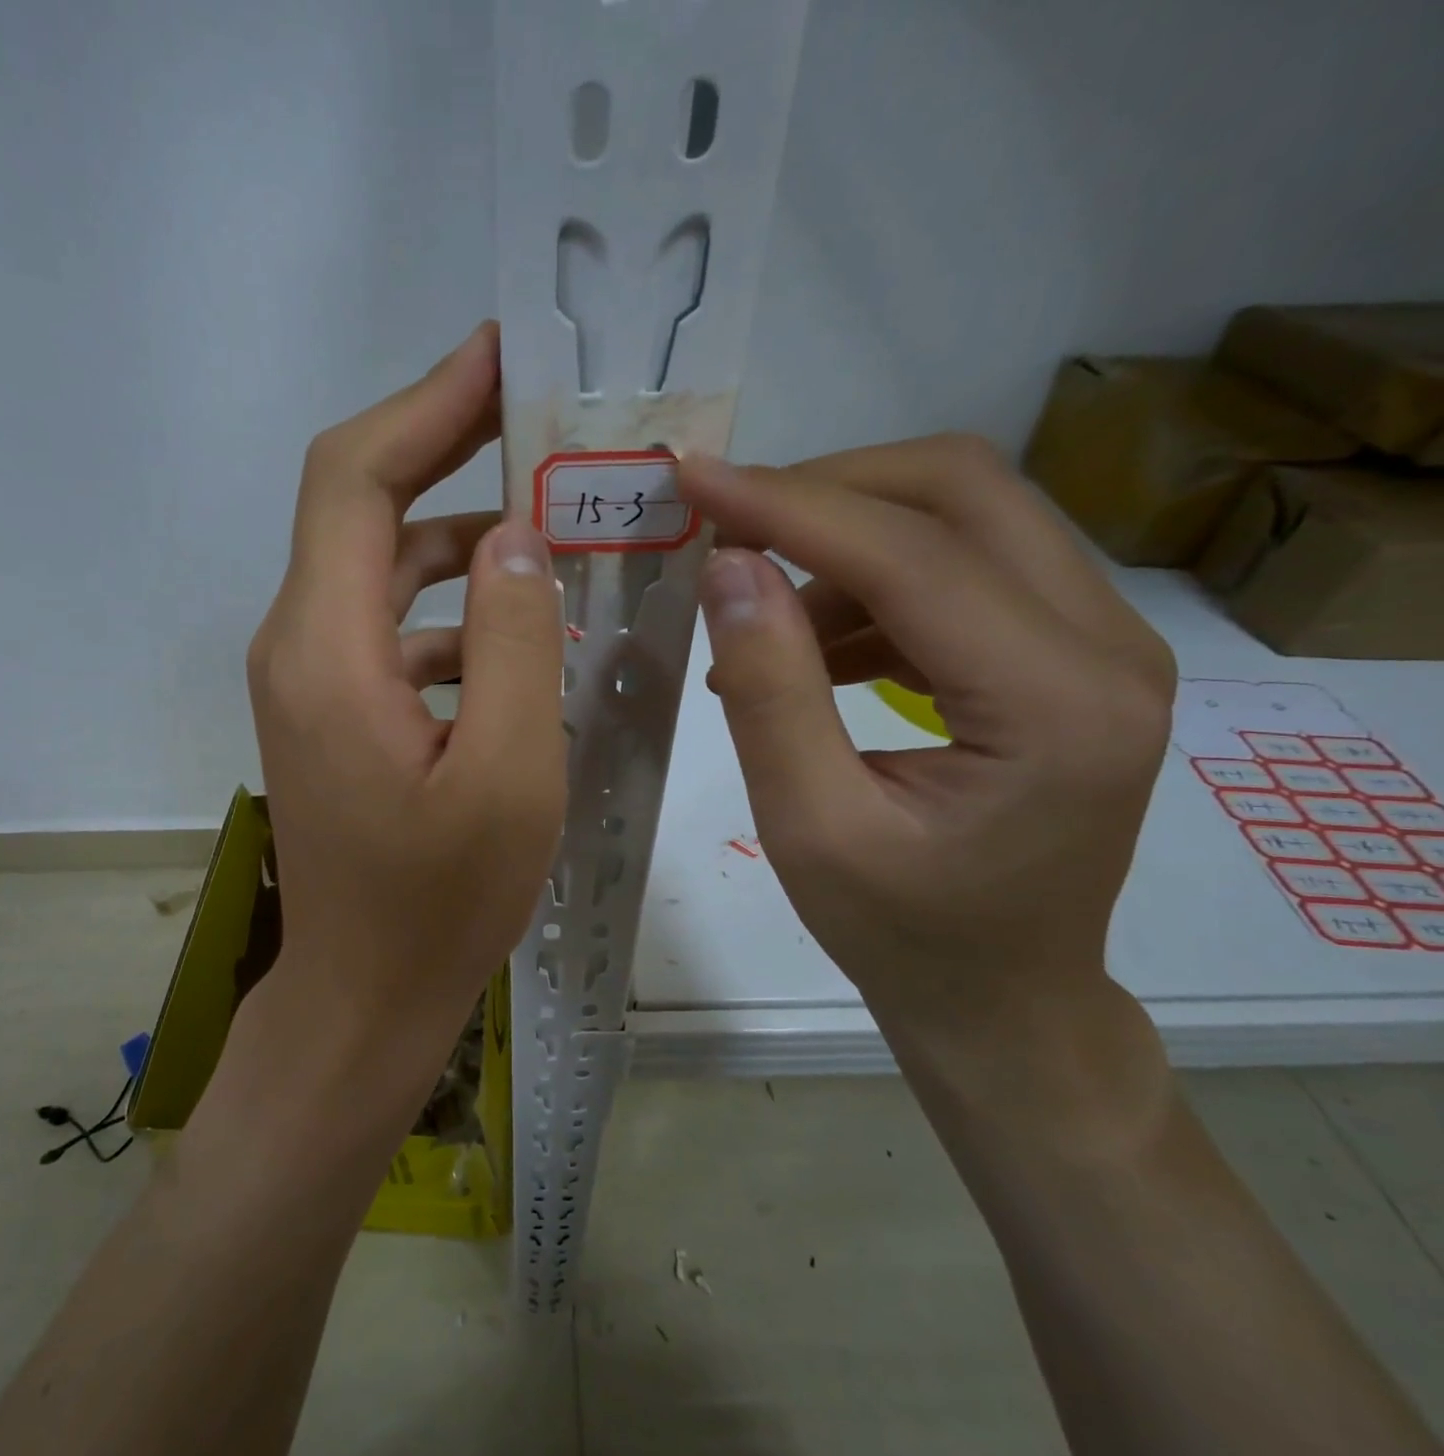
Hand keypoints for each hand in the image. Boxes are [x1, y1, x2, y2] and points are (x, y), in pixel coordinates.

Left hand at [245, 322, 565, 1078]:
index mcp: (328, 647)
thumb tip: (514, 539)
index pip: (356, 477)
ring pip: (382, 564)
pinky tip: (521, 626)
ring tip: (552, 520)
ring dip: (461, 533)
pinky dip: (453, 604)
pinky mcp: (334, 707)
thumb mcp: (507, 773)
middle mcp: (301, 642)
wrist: (365, 994)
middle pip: (362, 505)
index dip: (426, 404)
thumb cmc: (439, 901)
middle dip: (446, 446)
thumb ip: (513, 642)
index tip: (501, 354)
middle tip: (541, 418)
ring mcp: (312, 676)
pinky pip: (392, 622)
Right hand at [677, 436, 1175, 1037]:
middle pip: (961, 491)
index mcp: (1055, 705)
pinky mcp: (1067, 651)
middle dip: (824, 491)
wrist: (1002, 995)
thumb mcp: (810, 827)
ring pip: (961, 516)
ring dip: (841, 543)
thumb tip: (727, 568)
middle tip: (727, 530)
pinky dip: (867, 584)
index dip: (788, 504)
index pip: (910, 554)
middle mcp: (1107, 646)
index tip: (693, 478)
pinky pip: (958, 568)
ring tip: (760, 623)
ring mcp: (1099, 641)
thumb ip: (770, 692)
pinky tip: (810, 648)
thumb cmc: (903, 933)